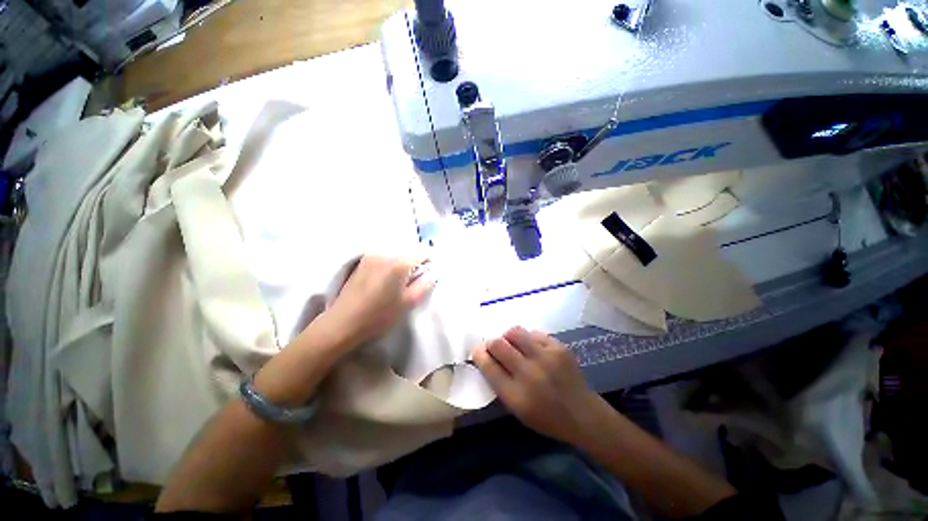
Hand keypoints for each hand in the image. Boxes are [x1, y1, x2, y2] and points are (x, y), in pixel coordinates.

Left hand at [326, 254, 434, 346]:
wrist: (343, 322)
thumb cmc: (379, 315)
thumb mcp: (408, 302)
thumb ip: (425, 284)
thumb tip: (434, 272)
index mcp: (399, 263)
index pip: (423, 252)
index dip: (430, 262)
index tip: (430, 275)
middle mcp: (385, 253)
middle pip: (409, 251)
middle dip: (417, 262)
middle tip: (416, 280)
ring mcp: (372, 255)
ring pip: (397, 253)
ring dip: (404, 262)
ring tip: (401, 281)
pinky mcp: (362, 260)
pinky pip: (385, 256)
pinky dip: (392, 263)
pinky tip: (387, 279)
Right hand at [472, 326, 603, 444]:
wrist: (584, 416)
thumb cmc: (547, 418)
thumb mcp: (517, 410)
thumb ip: (500, 384)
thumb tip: (486, 357)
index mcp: (516, 395)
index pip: (488, 366)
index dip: (479, 354)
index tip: (476, 349)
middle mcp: (529, 373)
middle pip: (498, 344)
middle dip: (491, 343)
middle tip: (495, 347)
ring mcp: (546, 358)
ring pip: (515, 332)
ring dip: (509, 337)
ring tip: (514, 345)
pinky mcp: (559, 347)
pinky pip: (534, 333)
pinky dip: (528, 339)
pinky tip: (534, 349)